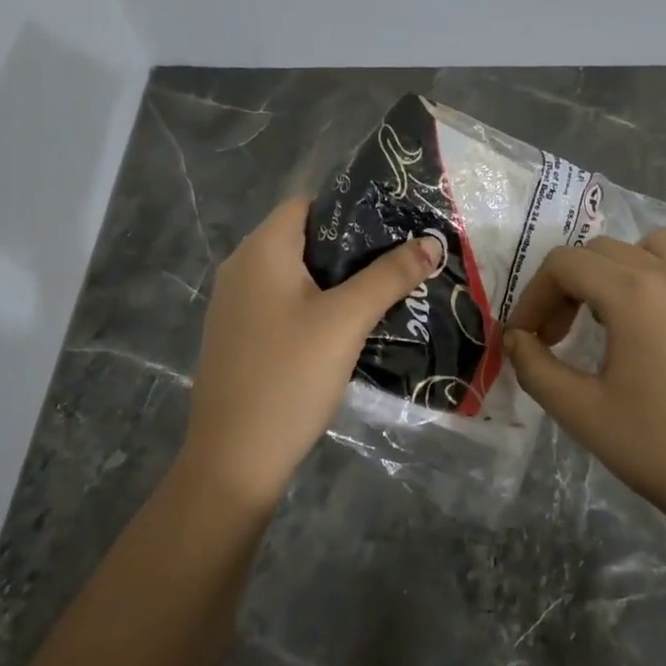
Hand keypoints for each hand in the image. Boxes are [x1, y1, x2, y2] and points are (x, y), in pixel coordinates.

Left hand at [178, 198, 443, 510]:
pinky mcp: (239, 337)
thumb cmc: (289, 377)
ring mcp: (235, 306)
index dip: (349, 209)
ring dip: (336, 280)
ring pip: (294, 275)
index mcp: (260, 251)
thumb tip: (432, 241)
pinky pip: (282, 304)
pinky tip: (346, 328)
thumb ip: (389, 276)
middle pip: (302, 238)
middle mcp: (240, 269)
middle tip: (397, 261)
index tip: (392, 227)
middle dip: (351, 248)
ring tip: (383, 291)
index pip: (306, 204)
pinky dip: (314, 305)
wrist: (234, 461)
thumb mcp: (346, 321)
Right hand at [504, 230, 665, 544]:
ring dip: (616, 269)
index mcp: (635, 294)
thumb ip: (536, 368)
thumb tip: (516, 339)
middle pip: (601, 251)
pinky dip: (657, 278)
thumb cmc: (664, 452)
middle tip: (558, 335)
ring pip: (650, 246)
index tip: (527, 338)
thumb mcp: (583, 414)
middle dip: (567, 285)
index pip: (565, 264)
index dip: (533, 295)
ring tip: (609, 317)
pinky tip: (655, 329)